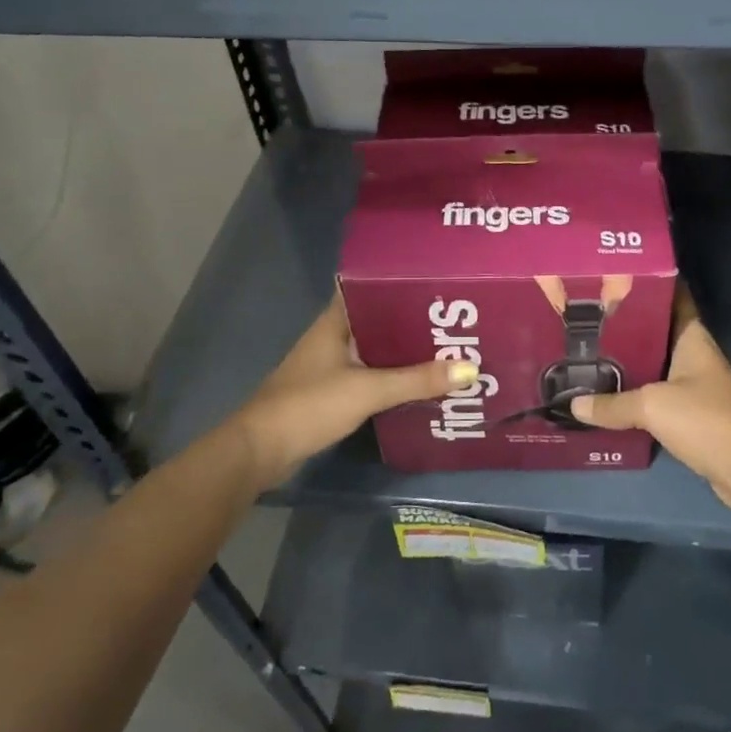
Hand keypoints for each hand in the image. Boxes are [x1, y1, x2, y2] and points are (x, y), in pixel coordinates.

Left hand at [225, 294, 476, 489]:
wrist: (260, 451)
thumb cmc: (310, 405)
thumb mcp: (368, 390)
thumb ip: (416, 381)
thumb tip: (470, 369)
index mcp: (336, 321)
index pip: (371, 286)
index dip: (401, 281)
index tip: (436, 280)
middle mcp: (334, 336)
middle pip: (380, 318)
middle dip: (414, 320)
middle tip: (454, 317)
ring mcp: (331, 364)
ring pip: (377, 348)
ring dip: (405, 350)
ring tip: (447, 347)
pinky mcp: (332, 391)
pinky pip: (371, 374)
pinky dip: (393, 376)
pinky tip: (419, 381)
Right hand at [569, 286, 730, 516]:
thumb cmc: (705, 420)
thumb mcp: (651, 406)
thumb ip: (613, 404)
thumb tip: (574, 405)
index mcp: (692, 338)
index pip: (674, 297)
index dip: (650, 284)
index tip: (618, 275)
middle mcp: (696, 356)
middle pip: (659, 332)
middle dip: (628, 325)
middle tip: (590, 318)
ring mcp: (697, 387)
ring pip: (657, 365)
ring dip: (631, 362)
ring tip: (592, 354)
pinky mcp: (694, 416)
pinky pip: (659, 396)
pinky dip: (638, 395)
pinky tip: (611, 397)